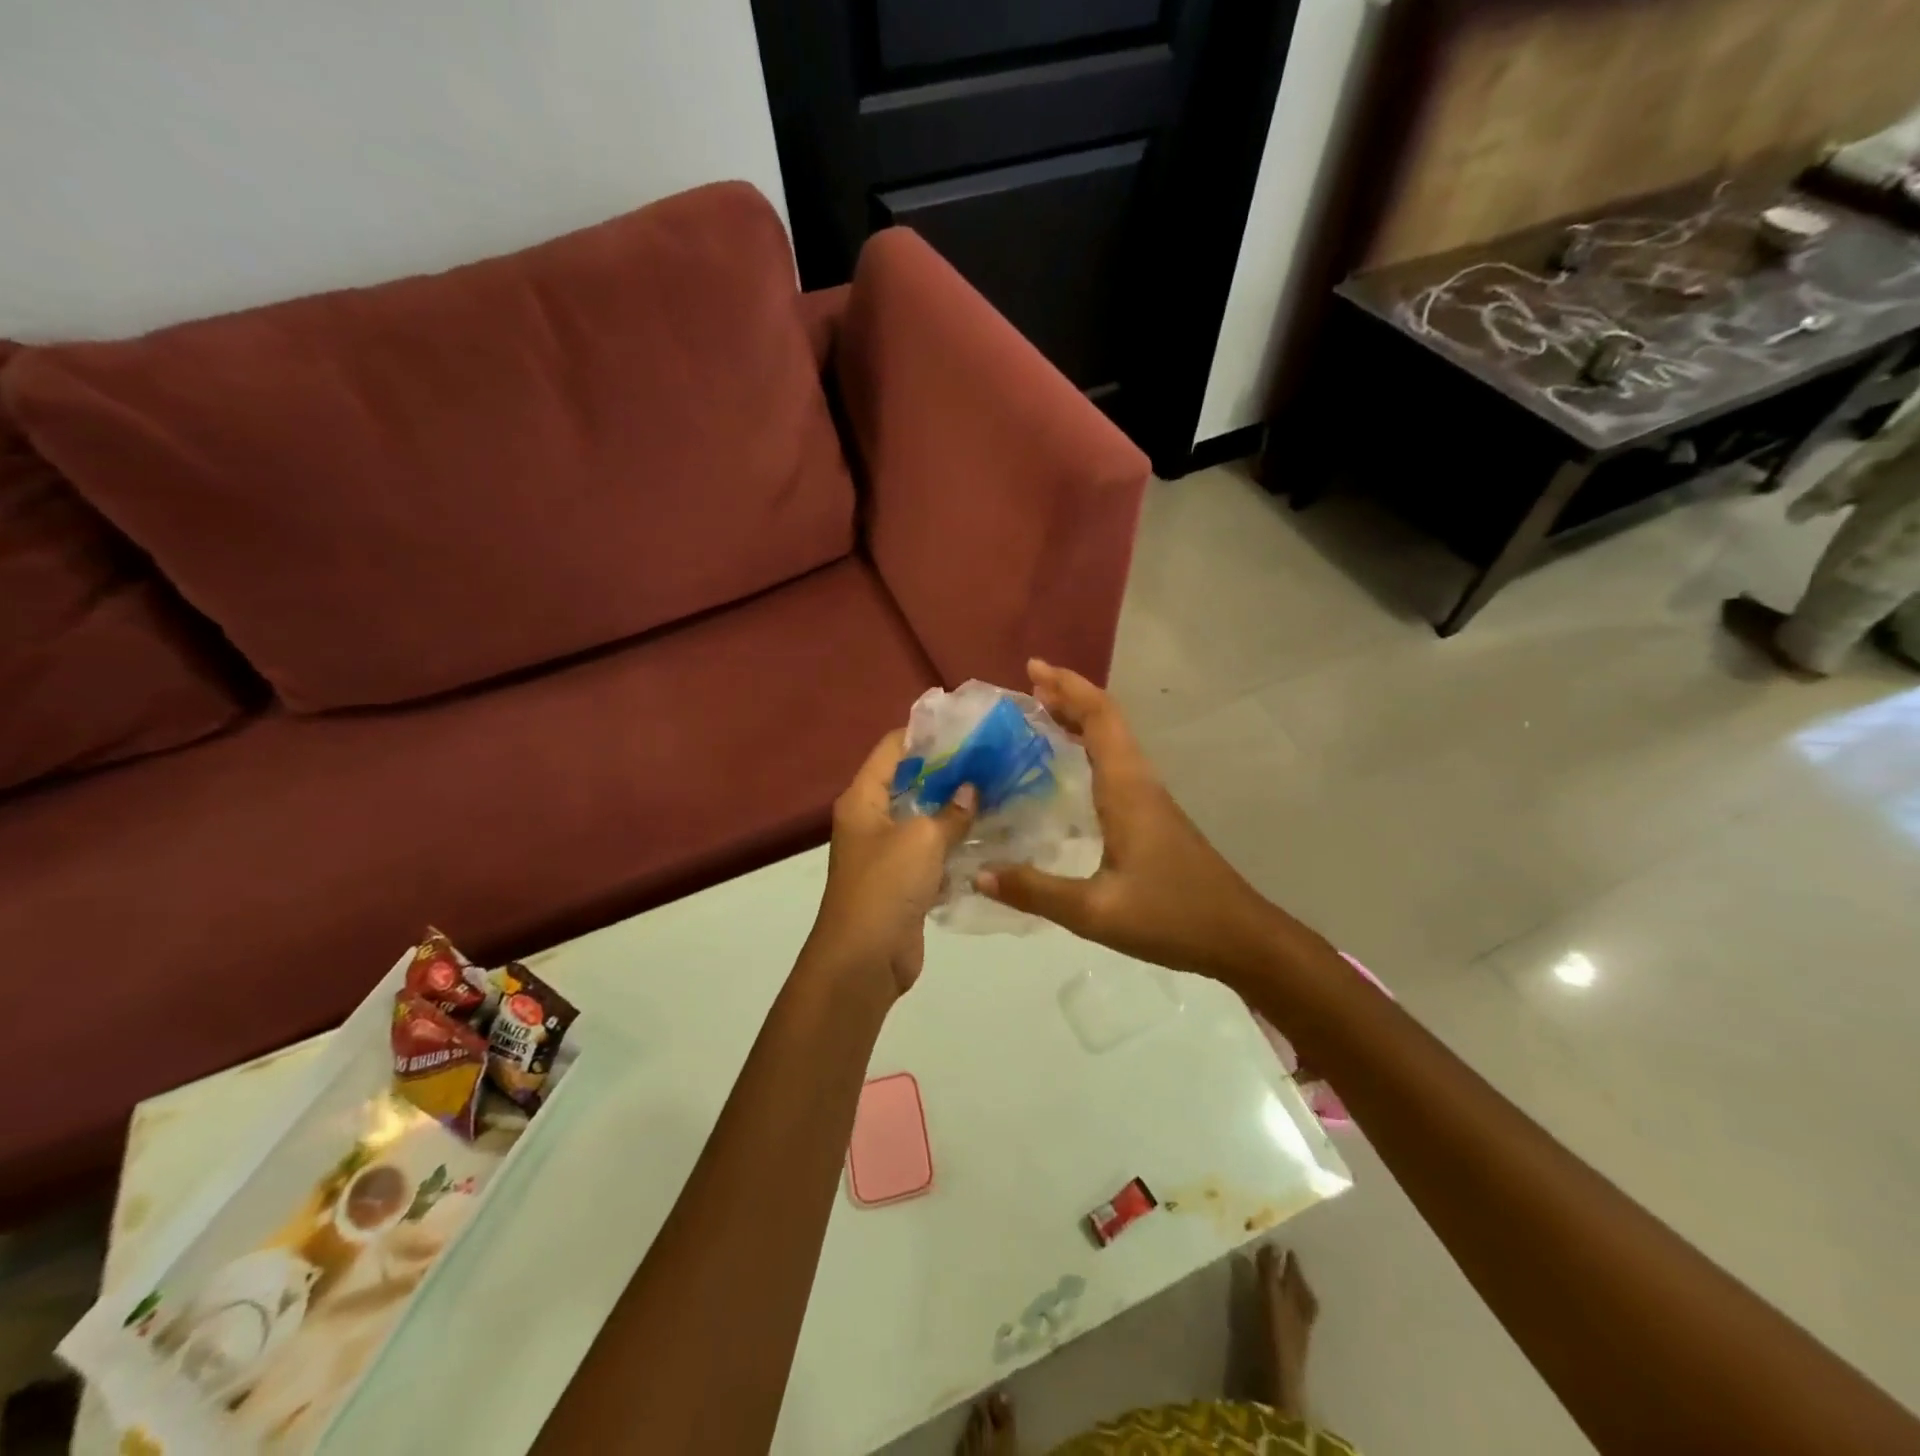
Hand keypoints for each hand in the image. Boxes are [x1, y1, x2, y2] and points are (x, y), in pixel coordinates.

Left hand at [806, 730, 976, 996]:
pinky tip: (991, 835)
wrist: (864, 960)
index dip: (925, 733)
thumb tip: (971, 789)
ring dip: (956, 809)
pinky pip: (933, 853)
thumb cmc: (886, 886)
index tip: (966, 725)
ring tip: (1000, 790)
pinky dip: (956, 844)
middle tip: (992, 758)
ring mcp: (888, 853)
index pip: (892, 749)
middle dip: (949, 771)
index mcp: (863, 799)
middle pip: (911, 782)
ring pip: (925, 819)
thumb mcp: (922, 839)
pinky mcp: (905, 882)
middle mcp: (872, 820)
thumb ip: (951, 812)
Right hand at [975, 660, 1292, 983]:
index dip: (1068, 688)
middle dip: (1069, 695)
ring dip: (1081, 718)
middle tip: (1027, 686)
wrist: (1240, 937)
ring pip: (1115, 740)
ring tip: (1041, 714)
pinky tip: (1071, 766)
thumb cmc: (1171, 917)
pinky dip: (1091, 746)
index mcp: (1127, 790)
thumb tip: (979, 873)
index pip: (1099, 719)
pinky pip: (1117, 762)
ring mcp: (1151, 798)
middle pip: (1107, 720)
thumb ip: (1036, 891)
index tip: (1033, 669)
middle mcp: (1140, 783)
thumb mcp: (1096, 912)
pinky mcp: (1154, 816)